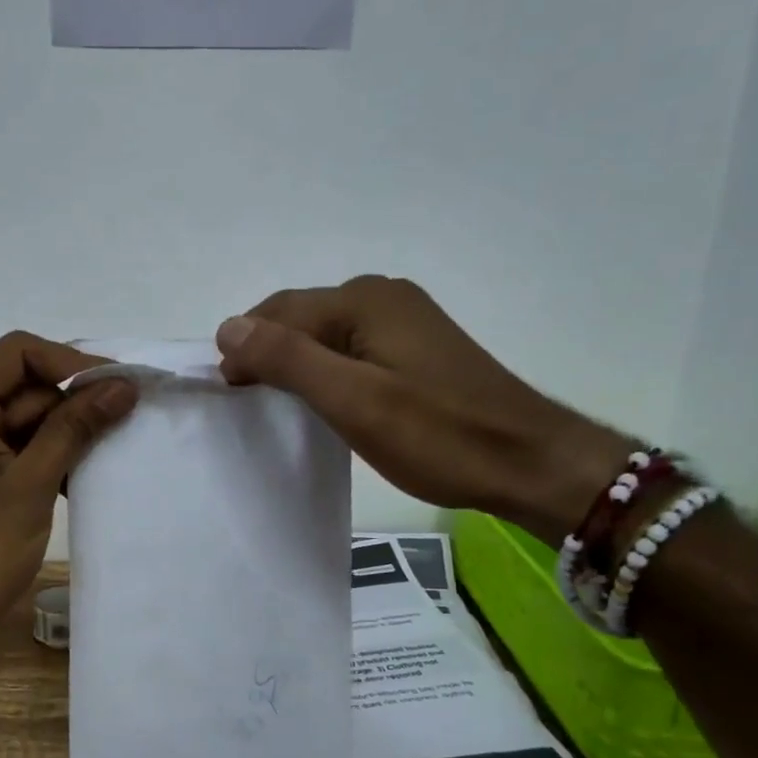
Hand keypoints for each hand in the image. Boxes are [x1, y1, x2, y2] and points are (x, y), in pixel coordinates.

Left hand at [0, 332, 136, 689]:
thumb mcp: (31, 485)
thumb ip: (75, 427)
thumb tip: (122, 385)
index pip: (17, 353)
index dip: (72, 363)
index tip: (118, 387)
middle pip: (20, 385)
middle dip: (71, 402)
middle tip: (124, 421)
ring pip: (19, 417)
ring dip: (62, 432)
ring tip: (109, 449)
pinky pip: (9, 446)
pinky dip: (42, 455)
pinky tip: (78, 475)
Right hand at [215, 276, 630, 544]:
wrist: (529, 462)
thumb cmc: (437, 435)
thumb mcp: (352, 400)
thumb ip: (287, 359)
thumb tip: (228, 326)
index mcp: (364, 300)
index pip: (279, 312)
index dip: (244, 347)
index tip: (229, 393)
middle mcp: (382, 296)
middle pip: (301, 317)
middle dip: (268, 352)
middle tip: (248, 401)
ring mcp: (404, 318)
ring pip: (325, 333)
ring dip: (296, 362)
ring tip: (281, 404)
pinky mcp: (417, 345)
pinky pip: (352, 346)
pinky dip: (327, 369)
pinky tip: (326, 398)